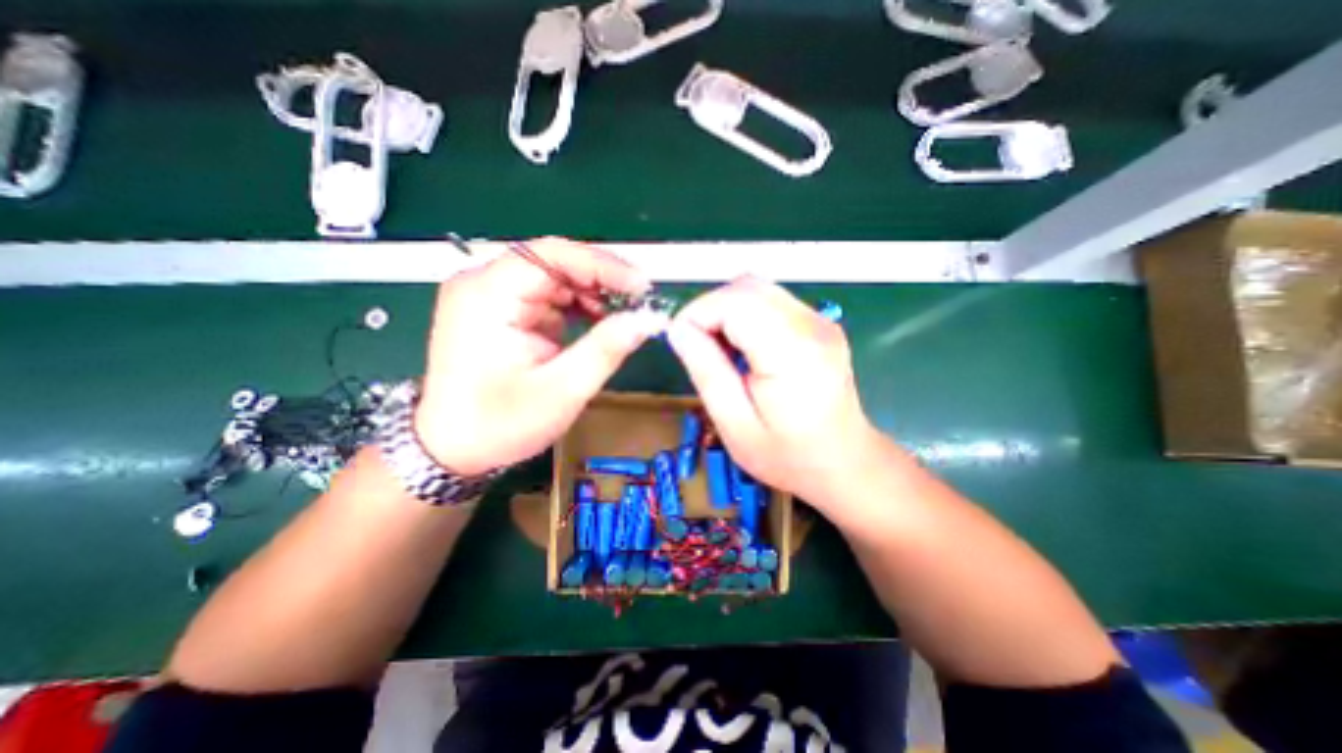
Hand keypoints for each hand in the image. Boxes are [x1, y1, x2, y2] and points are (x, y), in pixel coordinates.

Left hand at [417, 240, 668, 471]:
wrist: (451, 449)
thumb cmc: (499, 425)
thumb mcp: (561, 391)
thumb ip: (606, 349)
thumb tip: (647, 319)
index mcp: (487, 295)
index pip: (551, 254)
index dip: (602, 265)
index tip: (642, 286)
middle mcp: (483, 284)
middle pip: (553, 261)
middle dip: (601, 280)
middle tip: (638, 303)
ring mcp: (489, 295)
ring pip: (553, 276)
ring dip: (591, 293)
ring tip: (621, 317)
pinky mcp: (500, 310)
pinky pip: (547, 294)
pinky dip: (577, 306)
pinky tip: (598, 322)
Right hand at [668, 279, 881, 508]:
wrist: (843, 462)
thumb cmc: (787, 455)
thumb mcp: (734, 424)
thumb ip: (706, 371)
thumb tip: (678, 330)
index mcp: (793, 353)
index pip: (735, 301)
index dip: (698, 313)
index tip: (681, 342)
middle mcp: (812, 325)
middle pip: (747, 287)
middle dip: (710, 309)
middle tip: (698, 347)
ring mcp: (820, 321)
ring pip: (757, 289)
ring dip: (727, 311)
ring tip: (720, 351)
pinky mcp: (819, 323)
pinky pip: (771, 301)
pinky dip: (745, 315)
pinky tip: (744, 348)